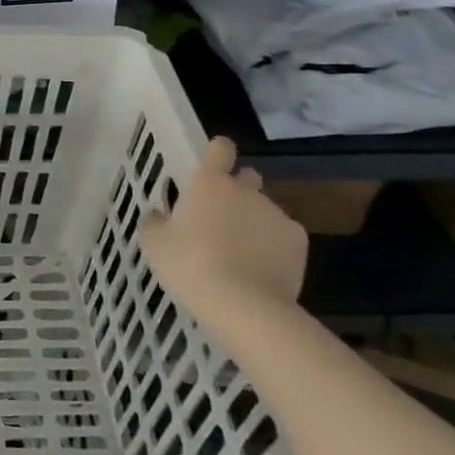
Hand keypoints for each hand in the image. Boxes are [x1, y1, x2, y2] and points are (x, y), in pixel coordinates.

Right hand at [138, 137, 308, 324]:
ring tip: (240, 254)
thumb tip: (159, 215)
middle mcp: (247, 191)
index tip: (212, 165)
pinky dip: (273, 247)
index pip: (220, 149)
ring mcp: (276, 215)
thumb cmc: (191, 266)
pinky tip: (260, 270)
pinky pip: (282, 236)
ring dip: (253, 222)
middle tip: (221, 218)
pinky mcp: (299, 241)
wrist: (245, 305)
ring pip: (264, 210)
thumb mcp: (155, 245)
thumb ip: (155, 223)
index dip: (217, 152)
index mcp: (210, 185)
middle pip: (247, 177)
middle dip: (238, 190)